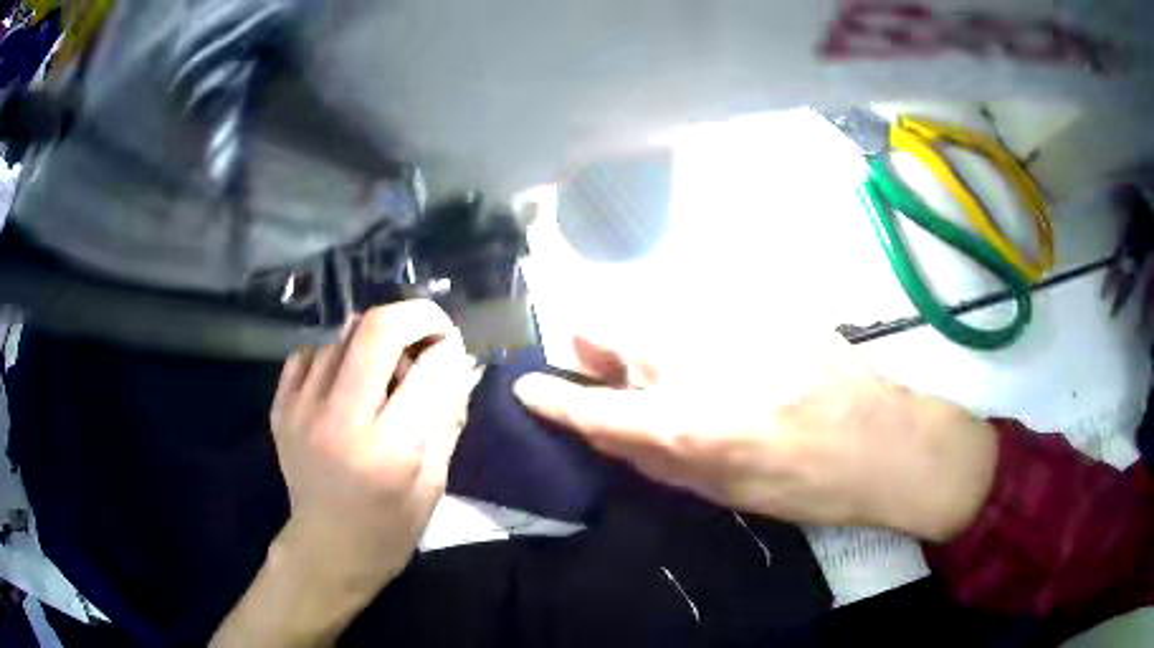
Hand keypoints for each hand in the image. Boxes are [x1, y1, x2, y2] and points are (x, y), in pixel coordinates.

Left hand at [212, 301, 481, 647]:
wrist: (326, 550)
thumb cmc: (390, 528)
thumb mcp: (434, 482)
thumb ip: (448, 417)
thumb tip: (463, 362)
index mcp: (388, 450)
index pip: (429, 369)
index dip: (450, 348)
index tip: (455, 349)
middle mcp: (339, 420)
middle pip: (376, 328)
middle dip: (416, 315)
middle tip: (431, 330)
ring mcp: (301, 409)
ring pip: (342, 335)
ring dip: (374, 341)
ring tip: (384, 369)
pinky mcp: (280, 407)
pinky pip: (311, 352)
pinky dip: (335, 355)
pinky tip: (345, 380)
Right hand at [514, 334, 996, 541]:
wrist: (882, 442)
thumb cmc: (804, 486)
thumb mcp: (721, 492)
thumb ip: (656, 457)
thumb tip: (606, 430)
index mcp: (689, 426)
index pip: (595, 406)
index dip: (553, 398)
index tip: (527, 386)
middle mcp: (701, 364)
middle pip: (618, 331)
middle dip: (597, 345)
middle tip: (600, 361)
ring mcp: (735, 325)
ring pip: (659, 316)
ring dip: (647, 339)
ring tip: (675, 366)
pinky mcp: (765, 305)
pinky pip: (705, 311)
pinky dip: (695, 331)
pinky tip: (729, 354)